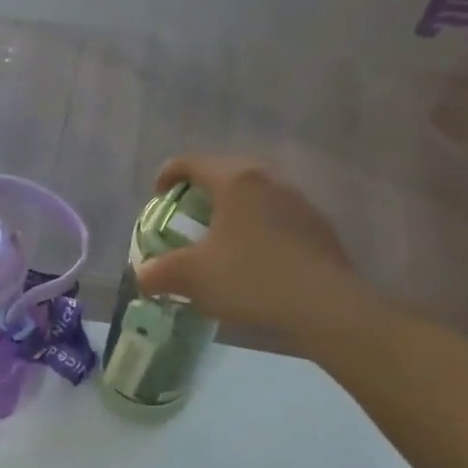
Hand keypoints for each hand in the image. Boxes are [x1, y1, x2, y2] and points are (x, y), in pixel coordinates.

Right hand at [136, 155, 374, 336]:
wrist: (324, 306)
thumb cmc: (249, 278)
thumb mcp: (189, 277)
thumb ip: (157, 273)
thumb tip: (143, 276)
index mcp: (235, 182)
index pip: (193, 162)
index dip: (168, 175)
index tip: (157, 197)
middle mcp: (269, 181)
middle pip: (227, 173)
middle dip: (202, 193)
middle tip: (186, 218)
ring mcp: (299, 203)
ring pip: (255, 197)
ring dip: (233, 212)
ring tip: (219, 242)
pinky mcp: (318, 229)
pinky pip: (276, 219)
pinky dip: (256, 231)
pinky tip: (252, 263)